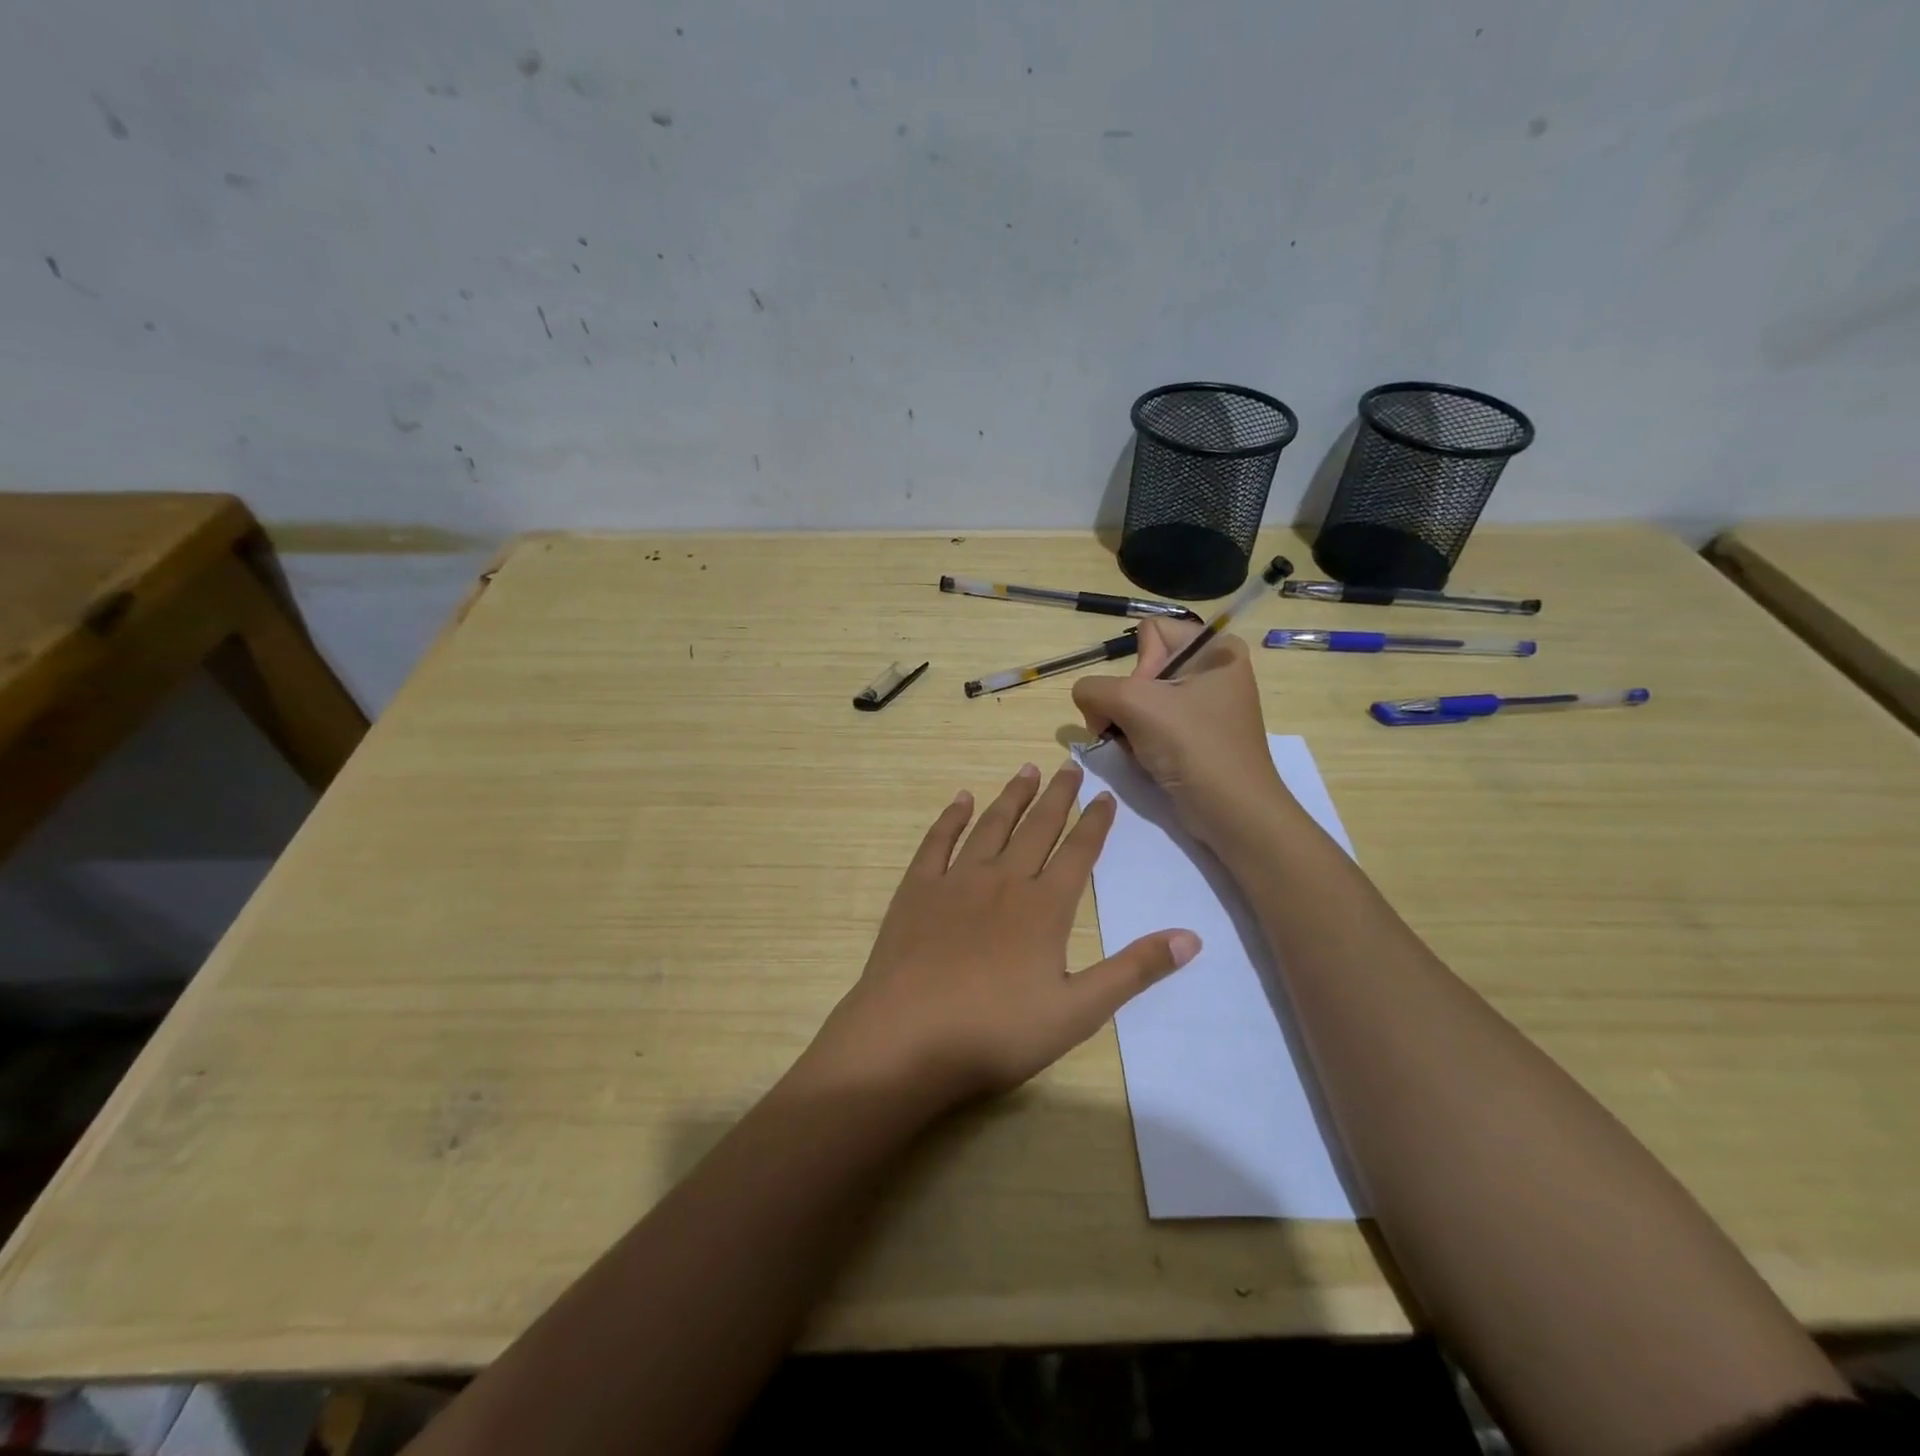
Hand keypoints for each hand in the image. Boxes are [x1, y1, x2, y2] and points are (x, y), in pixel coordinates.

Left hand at [804, 761, 1199, 1111]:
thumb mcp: (1078, 1011)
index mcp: (1045, 908)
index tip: (1106, 795)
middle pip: (1038, 828)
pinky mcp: (917, 889)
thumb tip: (1192, 936)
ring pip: (992, 826)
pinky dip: (952, 817)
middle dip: (1058, 797)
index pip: (1079, 853)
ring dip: (1012, 796)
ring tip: (1028, 770)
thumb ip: (1134, 971)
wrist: (907, 1037)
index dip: (1095, 823)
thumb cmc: (997, 1032)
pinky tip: (962, 799)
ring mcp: (956, 881)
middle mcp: (1004, 881)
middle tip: (1070, 766)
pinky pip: (938, 841)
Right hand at [1071, 619, 1292, 846]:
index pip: (1150, 633)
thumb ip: (1093, 689)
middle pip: (1142, 669)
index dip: (1139, 666)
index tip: (1149, 700)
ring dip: (1128, 725)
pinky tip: (1146, 759)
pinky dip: (1139, 741)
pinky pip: (1151, 724)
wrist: (1232, 812)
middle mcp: (1213, 670)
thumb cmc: (1193, 746)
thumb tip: (1087, 702)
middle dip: (1127, 701)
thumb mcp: (1134, 704)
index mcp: (1215, 648)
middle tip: (1136, 729)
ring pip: (1140, 700)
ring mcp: (1205, 705)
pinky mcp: (1196, 736)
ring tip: (1139, 748)